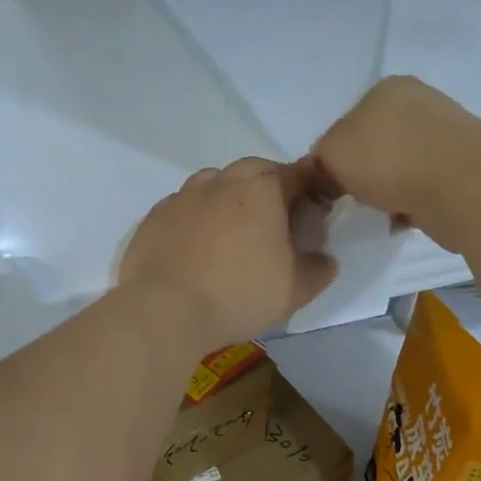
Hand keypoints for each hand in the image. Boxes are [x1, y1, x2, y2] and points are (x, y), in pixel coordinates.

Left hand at [119, 158, 338, 351]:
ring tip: (232, 231)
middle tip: (273, 220)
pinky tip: (196, 245)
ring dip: (229, 197)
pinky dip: (196, 216)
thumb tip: (326, 259)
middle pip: (253, 170)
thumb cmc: (238, 295)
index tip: (312, 210)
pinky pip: (183, 206)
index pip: (296, 173)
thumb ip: (318, 269)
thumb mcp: (294, 290)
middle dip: (268, 186)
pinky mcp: (154, 216)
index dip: (309, 188)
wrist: (165, 310)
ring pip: (213, 182)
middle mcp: (221, 181)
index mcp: (262, 189)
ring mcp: (183, 196)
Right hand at [308, 77, 480, 250]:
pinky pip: (421, 190)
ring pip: (398, 170)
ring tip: (376, 214)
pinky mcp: (462, 171)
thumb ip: (319, 159)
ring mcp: (444, 137)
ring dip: (385, 192)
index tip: (327, 186)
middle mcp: (418, 105)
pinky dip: (408, 206)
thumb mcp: (331, 151)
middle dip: (361, 175)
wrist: (462, 185)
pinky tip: (400, 220)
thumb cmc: (389, 158)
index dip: (331, 157)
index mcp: (387, 89)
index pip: (345, 123)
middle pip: (373, 146)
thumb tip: (327, 177)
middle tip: (348, 202)